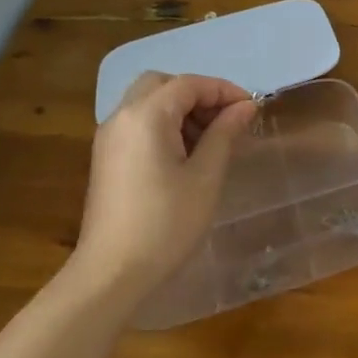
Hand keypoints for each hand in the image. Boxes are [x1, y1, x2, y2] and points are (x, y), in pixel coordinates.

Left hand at [70, 72, 256, 301]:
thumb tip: (245, 106)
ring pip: (148, 102)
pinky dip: (163, 125)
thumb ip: (225, 133)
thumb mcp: (206, 176)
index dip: (223, 90)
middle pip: (163, 84)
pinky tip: (184, 156)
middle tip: (225, 120)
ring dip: (180, 109)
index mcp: (146, 115)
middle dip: (198, 94)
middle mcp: (122, 116)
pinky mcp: (106, 158)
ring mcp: (109, 137)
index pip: (189, 84)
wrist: (112, 274)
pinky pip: (138, 124)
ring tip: (210, 141)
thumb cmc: (166, 223)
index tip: (251, 108)